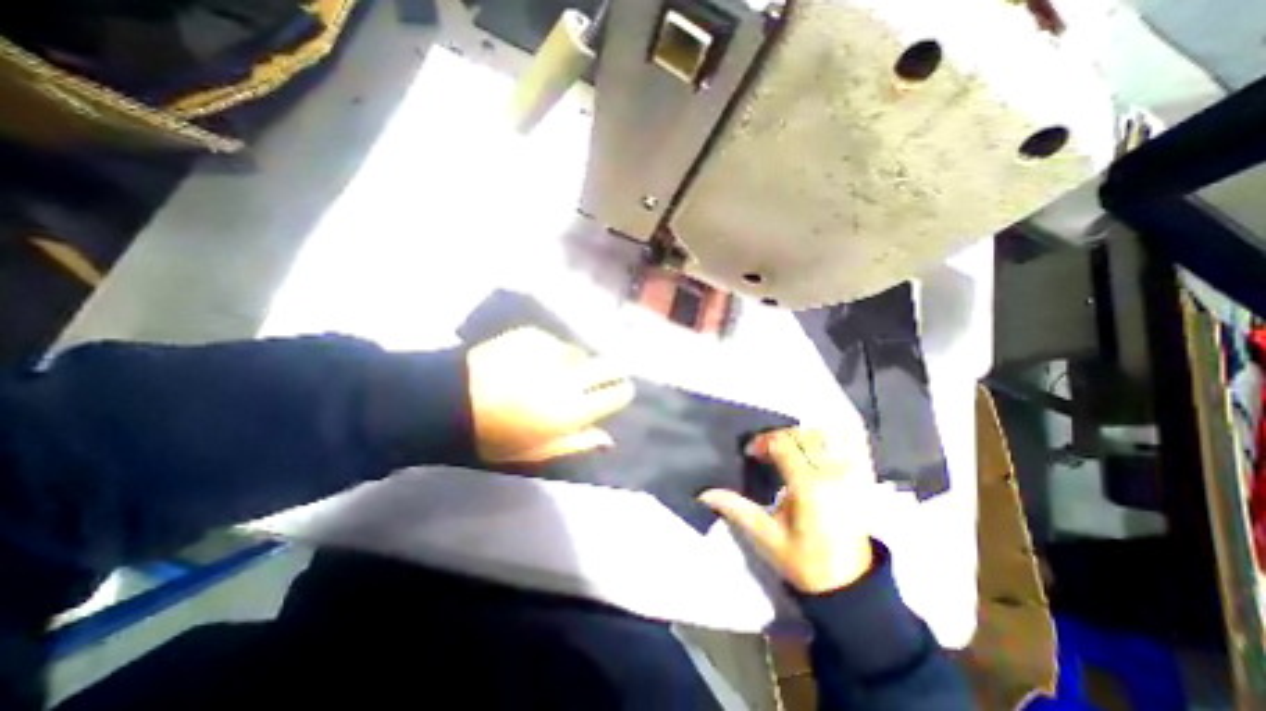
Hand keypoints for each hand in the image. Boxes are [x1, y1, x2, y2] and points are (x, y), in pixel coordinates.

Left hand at [466, 327, 636, 463]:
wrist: (450, 401)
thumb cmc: (495, 435)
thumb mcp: (537, 450)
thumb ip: (577, 443)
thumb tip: (607, 438)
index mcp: (573, 409)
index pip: (616, 394)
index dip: (621, 392)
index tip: (618, 392)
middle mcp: (570, 377)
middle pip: (608, 365)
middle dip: (612, 371)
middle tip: (604, 376)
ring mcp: (551, 352)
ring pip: (580, 353)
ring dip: (576, 362)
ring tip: (557, 370)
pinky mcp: (533, 336)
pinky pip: (554, 343)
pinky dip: (551, 352)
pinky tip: (532, 360)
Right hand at [696, 429, 875, 592]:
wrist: (848, 585)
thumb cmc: (804, 561)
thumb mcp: (766, 537)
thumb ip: (737, 509)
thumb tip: (704, 493)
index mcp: (809, 487)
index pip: (783, 444)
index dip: (763, 441)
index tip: (750, 452)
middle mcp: (833, 474)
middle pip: (801, 434)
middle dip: (778, 436)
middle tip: (764, 451)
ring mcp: (852, 473)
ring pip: (823, 434)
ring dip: (800, 434)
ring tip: (787, 448)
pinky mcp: (862, 478)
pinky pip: (852, 442)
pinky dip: (837, 431)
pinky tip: (821, 435)